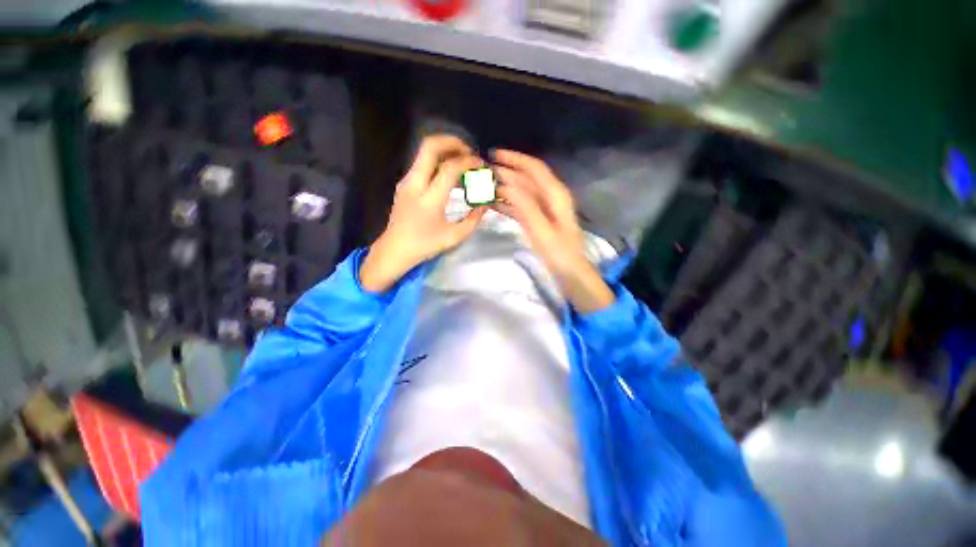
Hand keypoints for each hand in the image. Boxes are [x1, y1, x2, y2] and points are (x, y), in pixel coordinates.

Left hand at [360, 135, 486, 292]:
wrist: (395, 250)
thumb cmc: (425, 245)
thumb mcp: (455, 236)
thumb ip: (473, 219)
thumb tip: (485, 204)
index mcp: (429, 198)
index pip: (450, 167)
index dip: (468, 161)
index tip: (481, 165)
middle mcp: (415, 183)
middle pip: (430, 146)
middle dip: (453, 142)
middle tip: (469, 152)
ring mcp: (406, 181)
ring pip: (424, 152)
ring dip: (445, 150)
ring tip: (462, 162)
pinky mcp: (404, 184)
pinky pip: (421, 163)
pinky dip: (437, 161)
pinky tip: (449, 175)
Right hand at [492, 150, 613, 312]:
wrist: (569, 272)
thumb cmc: (559, 253)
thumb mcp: (542, 230)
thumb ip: (526, 206)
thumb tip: (507, 183)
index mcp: (555, 194)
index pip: (534, 168)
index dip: (515, 159)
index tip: (493, 155)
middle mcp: (550, 196)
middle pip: (525, 178)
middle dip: (505, 173)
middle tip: (482, 172)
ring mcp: (542, 208)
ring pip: (520, 192)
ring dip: (503, 188)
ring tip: (483, 186)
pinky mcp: (536, 219)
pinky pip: (519, 206)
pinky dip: (506, 203)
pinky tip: (492, 203)